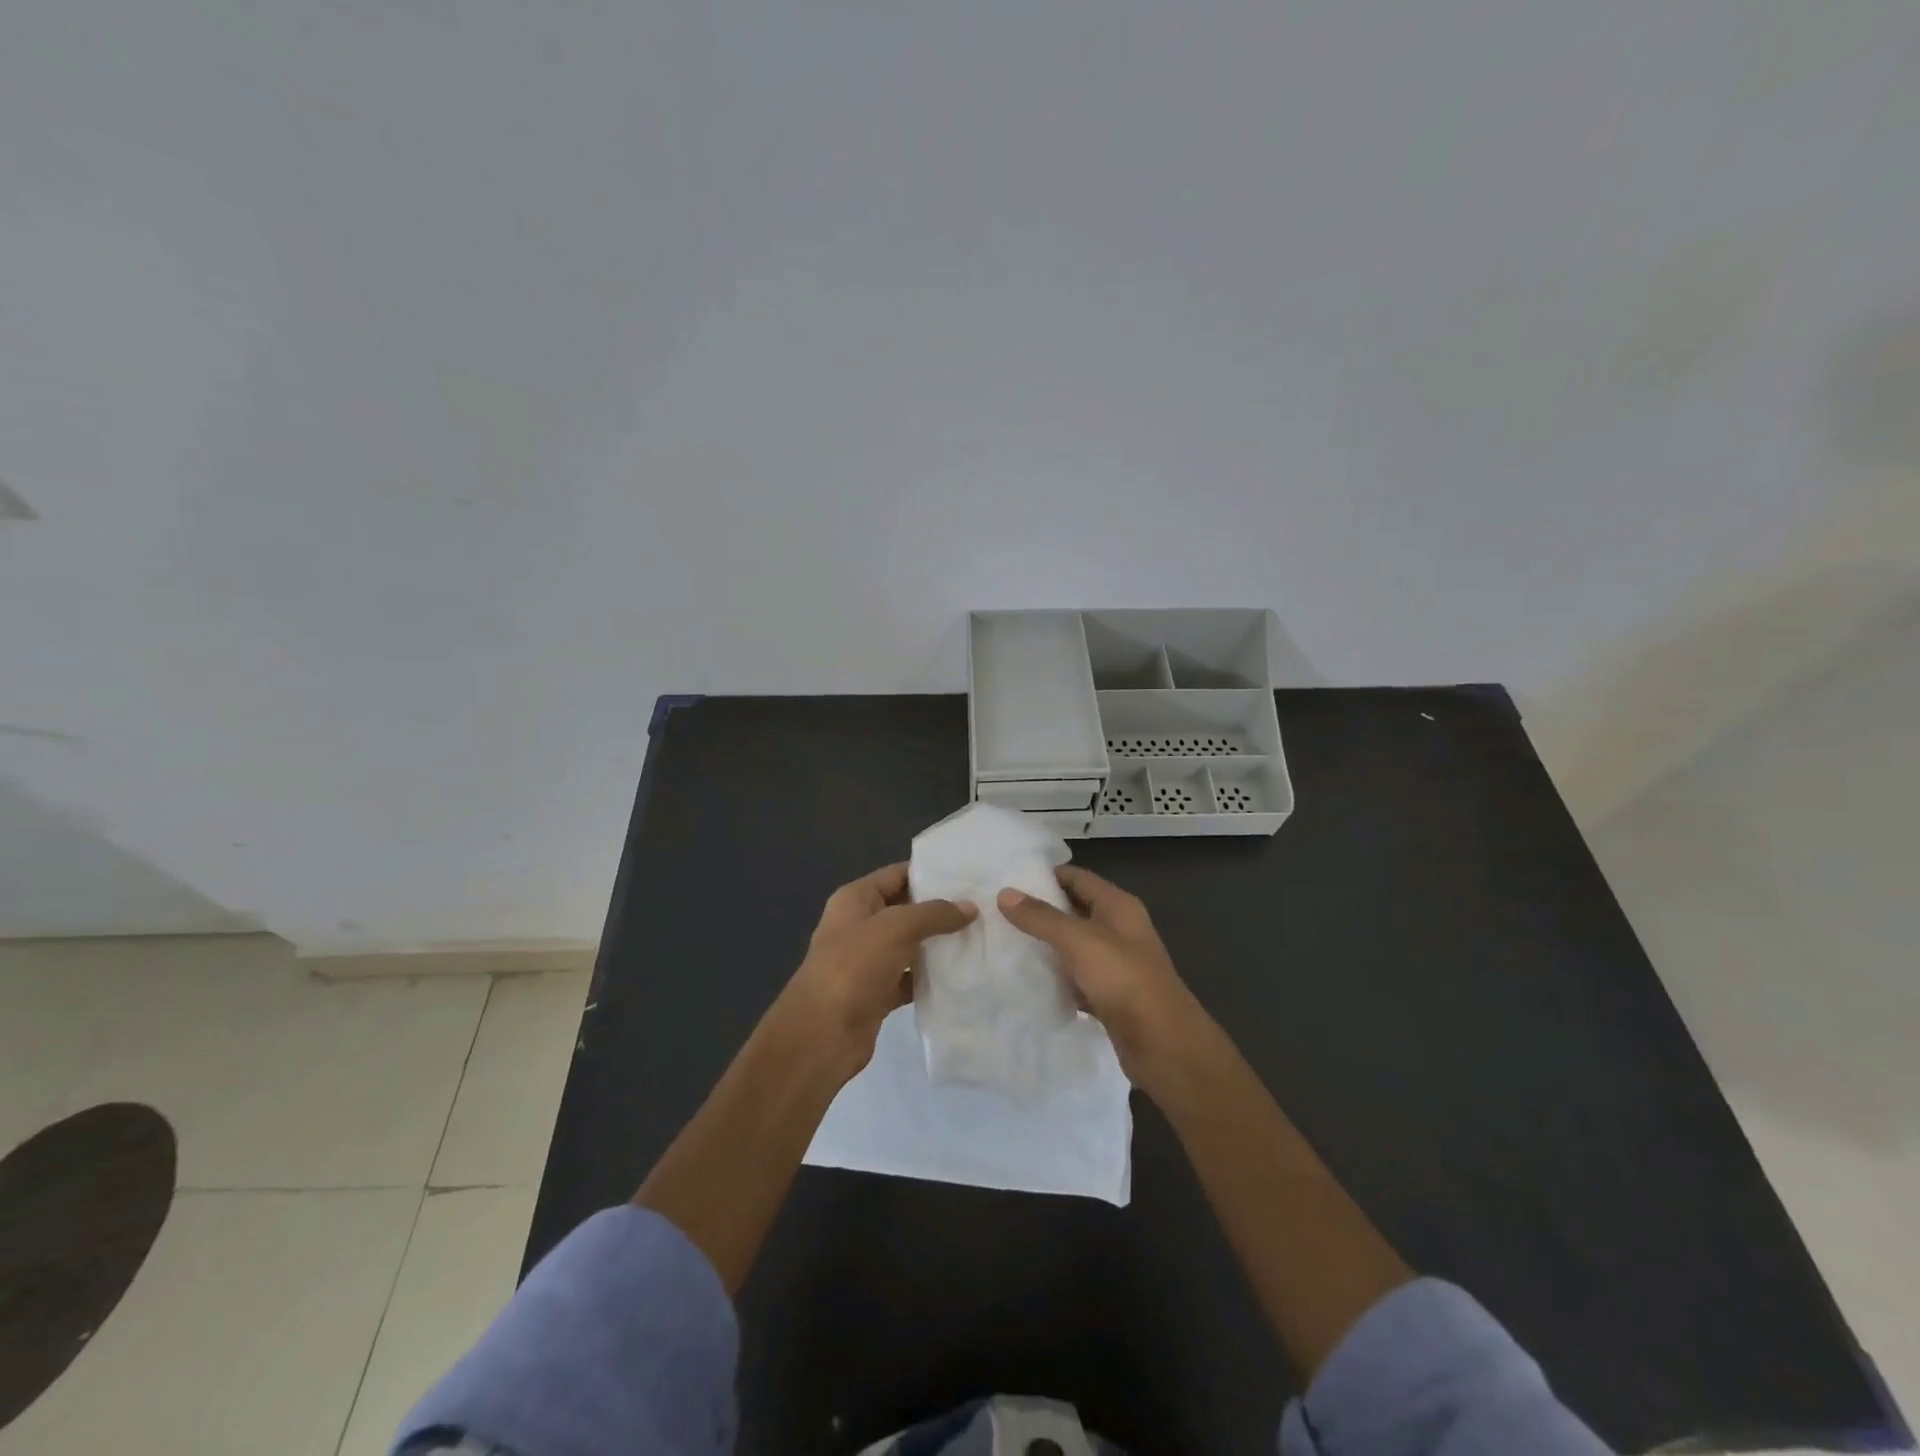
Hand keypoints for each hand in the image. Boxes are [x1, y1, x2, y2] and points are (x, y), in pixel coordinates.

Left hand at [775, 863, 976, 1080]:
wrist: (822, 1034)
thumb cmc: (854, 967)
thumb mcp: (896, 928)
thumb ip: (934, 914)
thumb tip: (970, 908)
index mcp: (855, 899)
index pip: (897, 874)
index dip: (929, 872)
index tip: (968, 874)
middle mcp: (860, 925)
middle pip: (906, 909)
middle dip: (940, 908)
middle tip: (982, 905)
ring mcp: (868, 961)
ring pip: (910, 944)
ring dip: (938, 943)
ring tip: (980, 936)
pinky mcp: (877, 992)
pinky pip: (910, 977)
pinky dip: (931, 976)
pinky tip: (961, 974)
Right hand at [997, 866, 1210, 1096]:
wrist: (1163, 1045)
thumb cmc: (1124, 980)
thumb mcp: (1079, 941)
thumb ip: (1041, 917)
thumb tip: (1005, 893)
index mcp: (1118, 906)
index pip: (1076, 878)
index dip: (1044, 875)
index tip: (1007, 879)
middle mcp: (1119, 929)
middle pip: (1074, 910)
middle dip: (1040, 910)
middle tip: (998, 911)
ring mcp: (1116, 964)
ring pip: (1074, 945)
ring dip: (1046, 945)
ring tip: (1005, 942)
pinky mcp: (1110, 995)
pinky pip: (1076, 977)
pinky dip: (1056, 977)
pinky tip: (1029, 980)